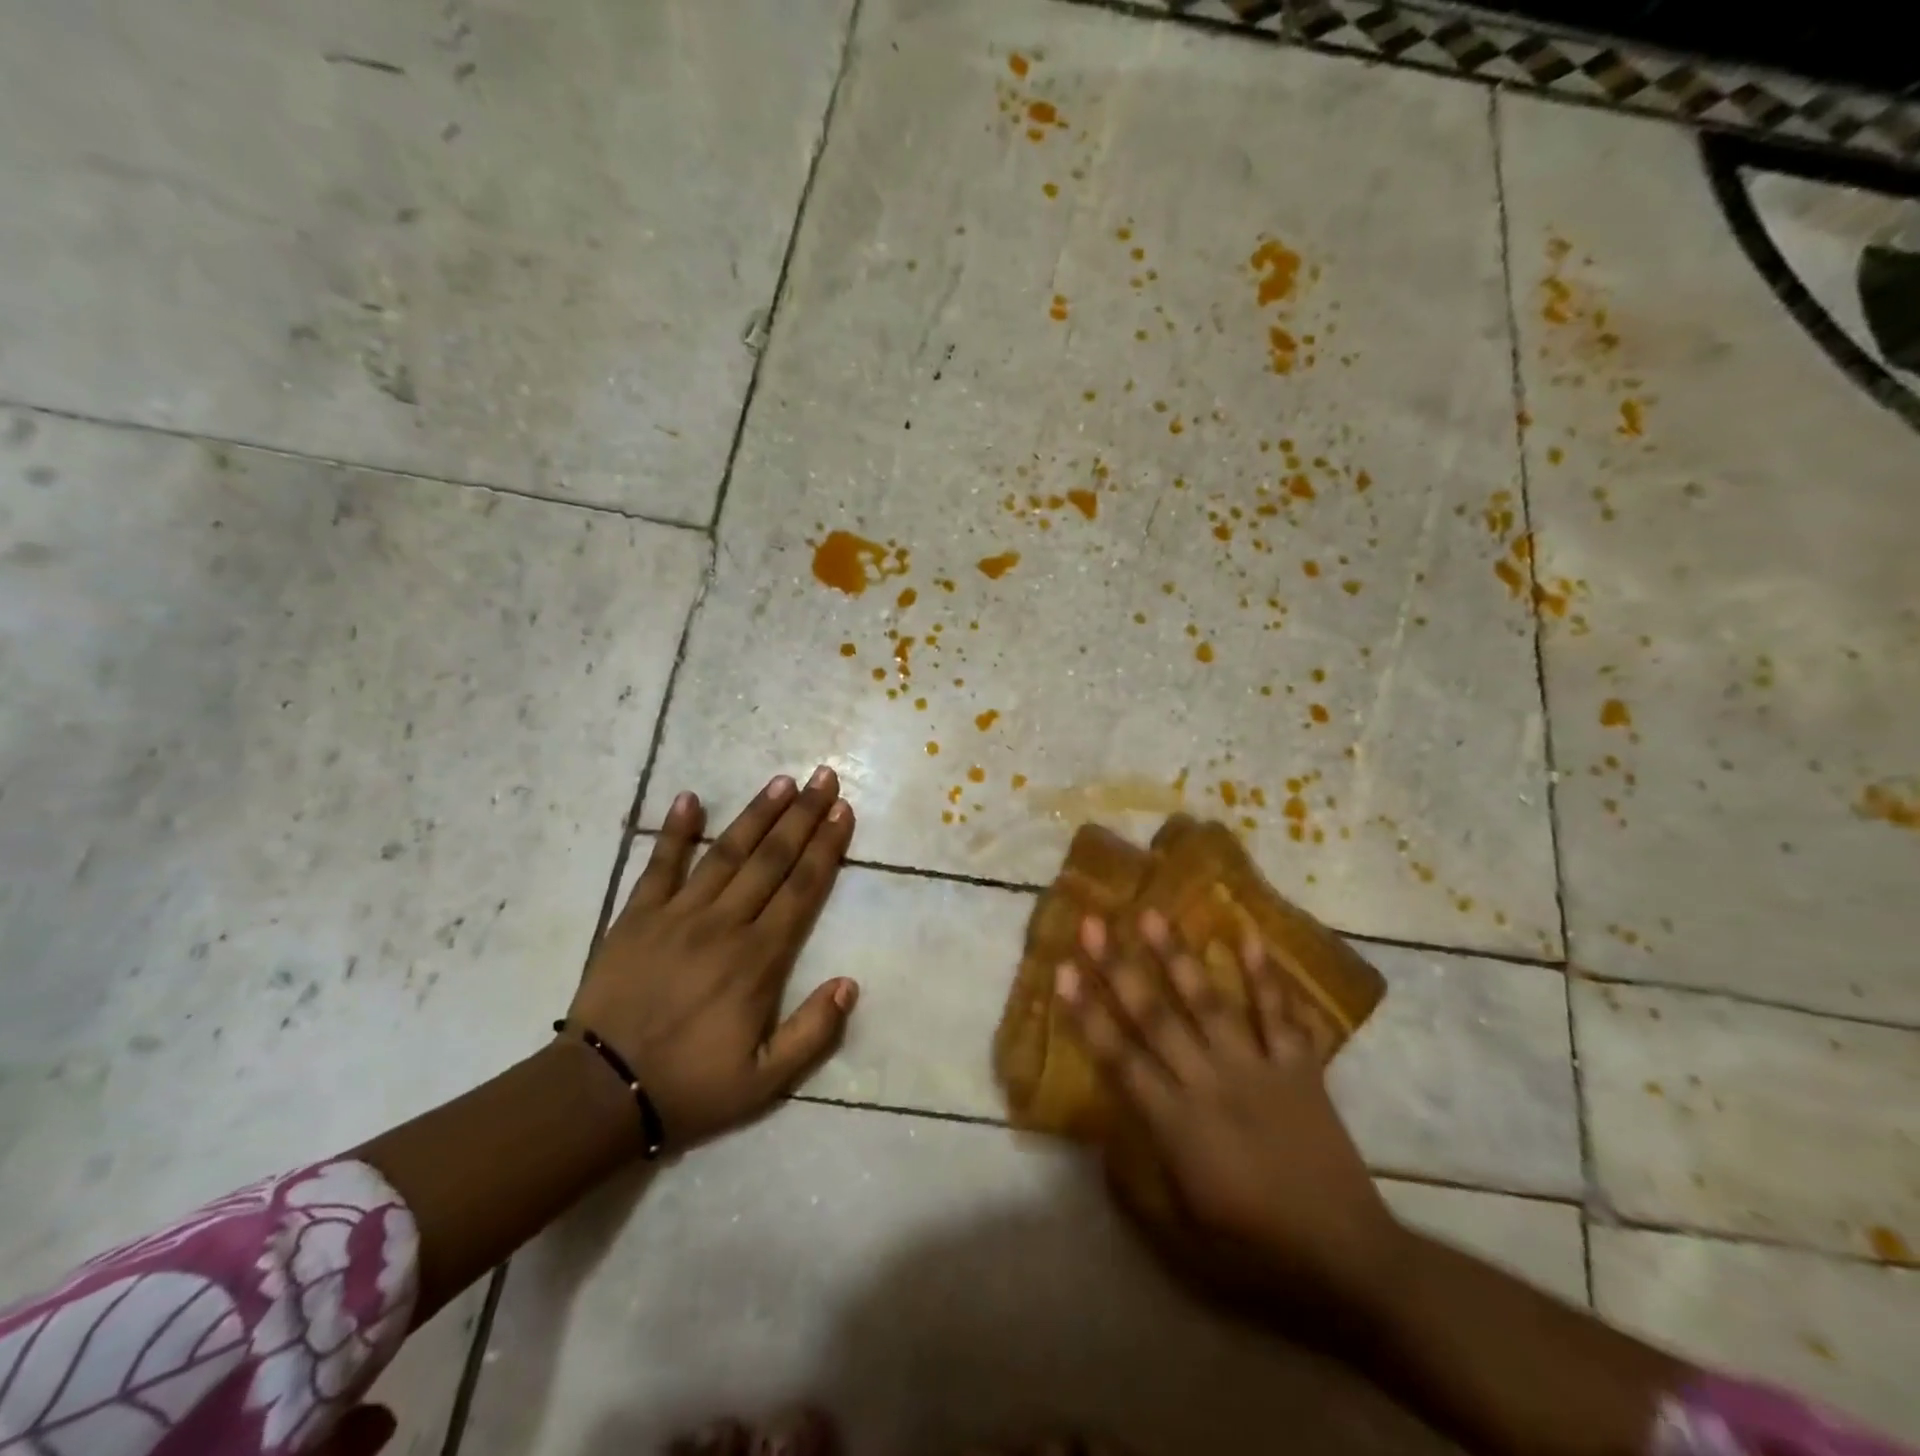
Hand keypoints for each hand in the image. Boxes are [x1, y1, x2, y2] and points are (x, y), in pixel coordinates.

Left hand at [565, 768, 858, 1148]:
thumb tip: (850, 983)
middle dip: (802, 815)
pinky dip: (675, 831)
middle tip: (824, 778)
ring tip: (782, 781)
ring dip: (757, 814)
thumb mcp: (765, 1081)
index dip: (826, 847)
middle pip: (772, 859)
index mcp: (758, 960)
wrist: (600, 1094)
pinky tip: (689, 798)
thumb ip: (813, 1033)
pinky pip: (659, 865)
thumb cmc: (690, 1086)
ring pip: (727, 853)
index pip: (802, 889)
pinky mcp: (637, 916)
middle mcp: (724, 924)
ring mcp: (678, 915)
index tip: (843, 812)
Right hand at [1055, 911, 1404, 1315]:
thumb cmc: (1257, 1253)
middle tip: (1094, 922)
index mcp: (1177, 1125)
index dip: (1087, 1013)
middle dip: (1119, 967)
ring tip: (1152, 914)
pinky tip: (1246, 934)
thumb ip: (1135, 1191)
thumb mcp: (1181, 1243)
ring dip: (1177, 956)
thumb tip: (1102, 1145)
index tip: (1063, 970)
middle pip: (1155, 1016)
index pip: (1119, 1058)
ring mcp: (1258, 1069)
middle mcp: (1210, 1084)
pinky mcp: (1299, 1068)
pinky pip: (1279, 1015)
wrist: (1350, 1262)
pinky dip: (1264, 975)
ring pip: (1209, 1002)